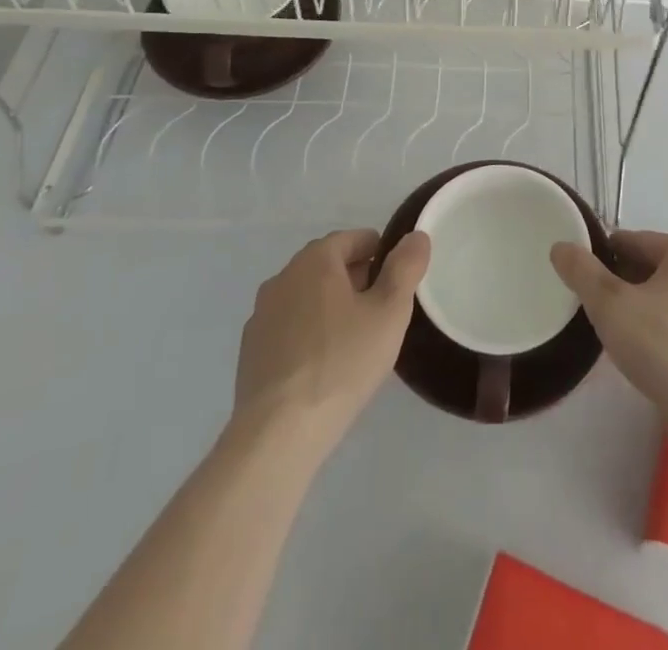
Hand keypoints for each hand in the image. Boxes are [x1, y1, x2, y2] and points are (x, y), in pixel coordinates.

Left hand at [232, 229, 429, 451]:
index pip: (355, 239)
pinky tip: (323, 367)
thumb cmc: (342, 362)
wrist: (278, 433)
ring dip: (331, 308)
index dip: (381, 255)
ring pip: (307, 297)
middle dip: (357, 281)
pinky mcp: (251, 350)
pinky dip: (308, 334)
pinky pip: (289, 328)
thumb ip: (406, 268)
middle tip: (381, 315)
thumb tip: (416, 236)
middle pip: (329, 266)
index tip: (396, 285)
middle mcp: (283, 277)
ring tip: (355, 343)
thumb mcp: (390, 312)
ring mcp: (262, 315)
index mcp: (315, 260)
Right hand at [550, 230, 667, 427]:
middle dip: (627, 284)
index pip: (635, 242)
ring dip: (649, 308)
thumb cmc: (662, 346)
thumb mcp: (610, 304)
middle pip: (656, 268)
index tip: (585, 279)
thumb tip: (561, 247)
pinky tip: (653, 356)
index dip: (605, 257)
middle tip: (601, 310)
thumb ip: (582, 271)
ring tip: (624, 334)